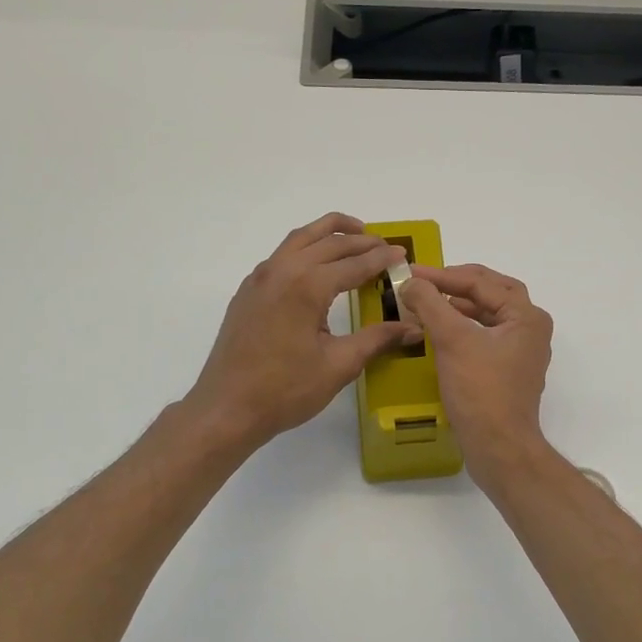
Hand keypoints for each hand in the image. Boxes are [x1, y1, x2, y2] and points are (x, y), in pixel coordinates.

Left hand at [185, 213, 419, 449]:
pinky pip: (282, 255)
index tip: (403, 255)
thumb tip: (413, 328)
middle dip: (361, 241)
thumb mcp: (339, 365)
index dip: (382, 259)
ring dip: (330, 233)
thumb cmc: (285, 390)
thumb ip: (377, 339)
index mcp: (307, 286)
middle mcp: (283, 271)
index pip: (354, 263)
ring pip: (300, 239)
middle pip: (328, 243)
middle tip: (385, 247)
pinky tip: (317, 265)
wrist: (227, 408)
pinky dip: (306, 247)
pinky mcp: (248, 291)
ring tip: (355, 235)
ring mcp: (260, 278)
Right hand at [398, 263, 553, 477]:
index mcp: (526, 316)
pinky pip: (484, 338)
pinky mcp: (508, 373)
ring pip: (487, 316)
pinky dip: (462, 329)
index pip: (481, 283)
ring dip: (458, 307)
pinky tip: (439, 333)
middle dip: (456, 285)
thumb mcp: (453, 341)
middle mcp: (530, 330)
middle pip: (491, 294)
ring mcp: (520, 353)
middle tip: (424, 282)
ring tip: (427, 304)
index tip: (410, 274)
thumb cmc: (480, 391)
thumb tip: (410, 282)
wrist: (499, 447)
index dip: (442, 276)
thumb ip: (430, 304)